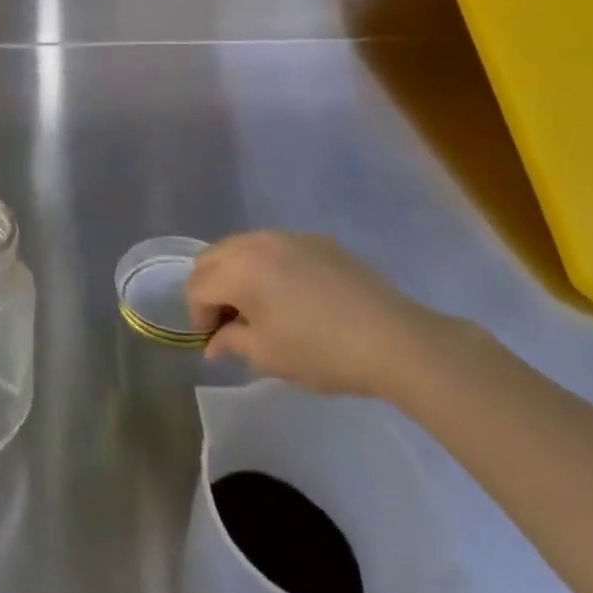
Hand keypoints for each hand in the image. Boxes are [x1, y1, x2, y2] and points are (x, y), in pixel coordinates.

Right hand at [186, 231, 440, 398]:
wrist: (394, 339)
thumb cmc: (322, 352)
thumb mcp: (268, 356)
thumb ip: (231, 342)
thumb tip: (214, 342)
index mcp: (238, 270)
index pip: (197, 287)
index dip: (198, 317)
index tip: (215, 341)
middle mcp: (256, 243)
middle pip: (212, 258)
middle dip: (212, 288)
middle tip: (230, 321)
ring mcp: (288, 236)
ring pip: (242, 247)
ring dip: (237, 273)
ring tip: (259, 306)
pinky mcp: (317, 240)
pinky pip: (276, 247)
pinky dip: (268, 266)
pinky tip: (293, 296)